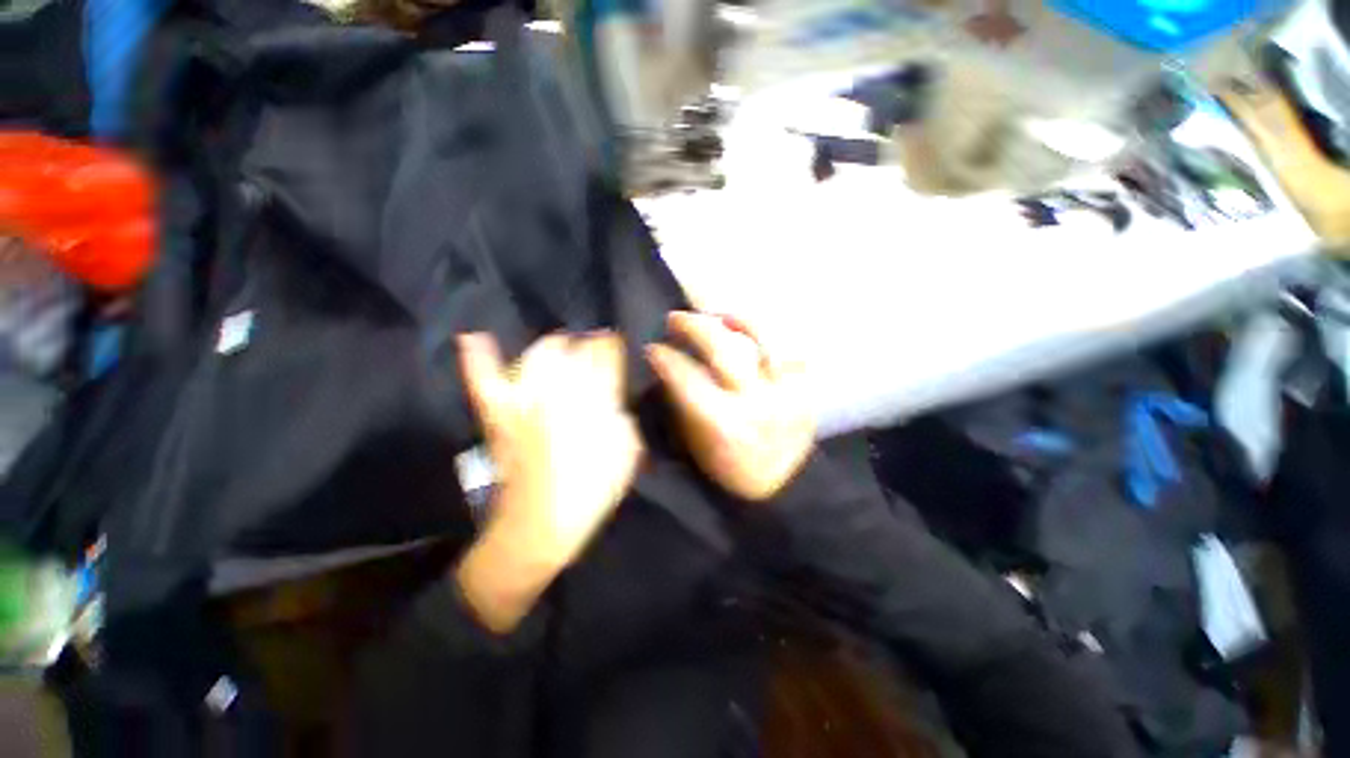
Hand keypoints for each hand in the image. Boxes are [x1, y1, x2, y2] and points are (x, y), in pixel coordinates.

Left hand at [455, 332, 642, 632]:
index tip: (618, 343)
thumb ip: (622, 413)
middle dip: (587, 343)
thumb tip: (613, 393)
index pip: (605, 356)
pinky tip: (474, 337)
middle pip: (573, 349)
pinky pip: (484, 380)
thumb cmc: (592, 491)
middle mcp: (558, 392)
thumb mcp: (627, 451)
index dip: (613, 345)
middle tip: (596, 351)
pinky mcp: (498, 415)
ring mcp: (523, 401)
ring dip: (554, 345)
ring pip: (538, 355)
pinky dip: (479, 358)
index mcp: (594, 401)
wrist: (540, 527)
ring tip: (565, 346)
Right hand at [646, 312, 814, 501]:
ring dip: (737, 321)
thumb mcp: (694, 444)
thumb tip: (667, 369)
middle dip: (693, 326)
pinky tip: (754, 337)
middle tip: (676, 319)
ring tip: (720, 316)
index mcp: (722, 424)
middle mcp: (755, 403)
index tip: (653, 348)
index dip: (665, 357)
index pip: (686, 377)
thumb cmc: (728, 472)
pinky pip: (790, 353)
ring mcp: (785, 394)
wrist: (781, 490)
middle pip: (721, 348)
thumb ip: (681, 404)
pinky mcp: (805, 391)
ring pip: (763, 339)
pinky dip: (770, 341)